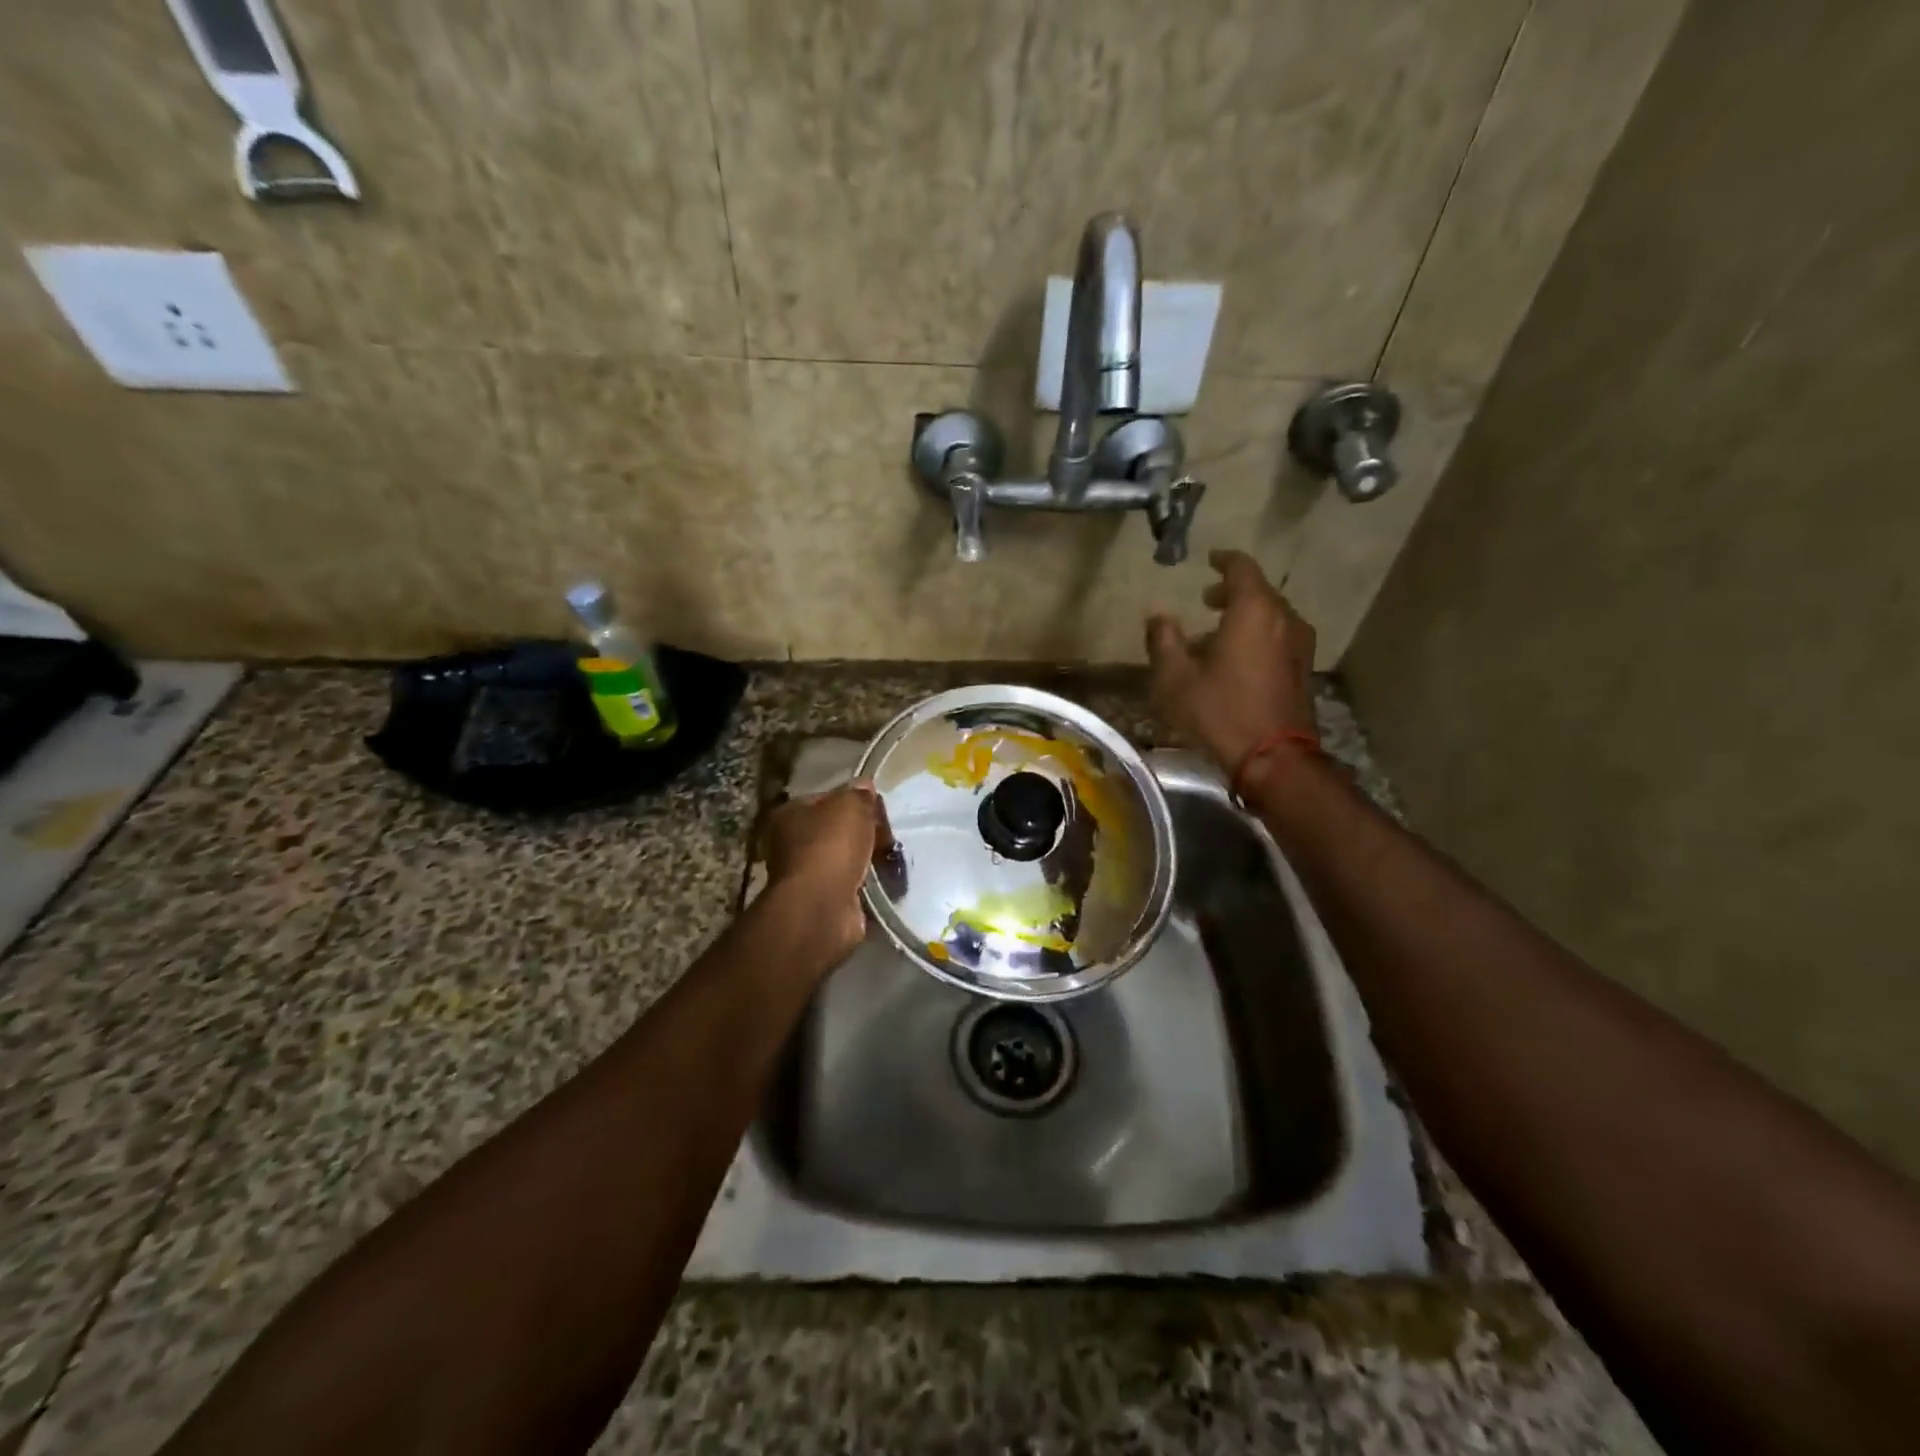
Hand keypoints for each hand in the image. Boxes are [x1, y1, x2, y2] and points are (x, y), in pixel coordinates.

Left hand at [760, 781, 891, 962]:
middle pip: (837, 830)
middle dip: (864, 833)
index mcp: (790, 814)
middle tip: (888, 835)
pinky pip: (853, 885)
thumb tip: (864, 787)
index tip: (877, 808)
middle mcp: (792, 844)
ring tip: (892, 859)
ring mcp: (807, 875)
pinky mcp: (824, 902)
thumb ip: (859, 794)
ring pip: (846, 859)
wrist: (822, 906)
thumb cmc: (831, 846)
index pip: (826, 799)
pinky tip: (886, 881)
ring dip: (868, 860)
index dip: (854, 800)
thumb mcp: (851, 805)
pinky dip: (868, 884)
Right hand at [1145, 549, 1318, 780]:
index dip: (1224, 560)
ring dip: (1244, 617)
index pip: (1242, 568)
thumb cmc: (1220, 712)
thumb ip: (1163, 641)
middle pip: (1260, 592)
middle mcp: (1283, 619)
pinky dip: (1257, 636)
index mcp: (1254, 611)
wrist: (1274, 758)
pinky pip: (1278, 638)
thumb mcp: (1175, 679)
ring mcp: (1299, 645)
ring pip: (1271, 616)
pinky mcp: (1303, 669)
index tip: (1210, 559)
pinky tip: (1236, 659)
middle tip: (1206, 599)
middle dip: (1232, 591)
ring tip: (1216, 634)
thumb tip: (1158, 617)